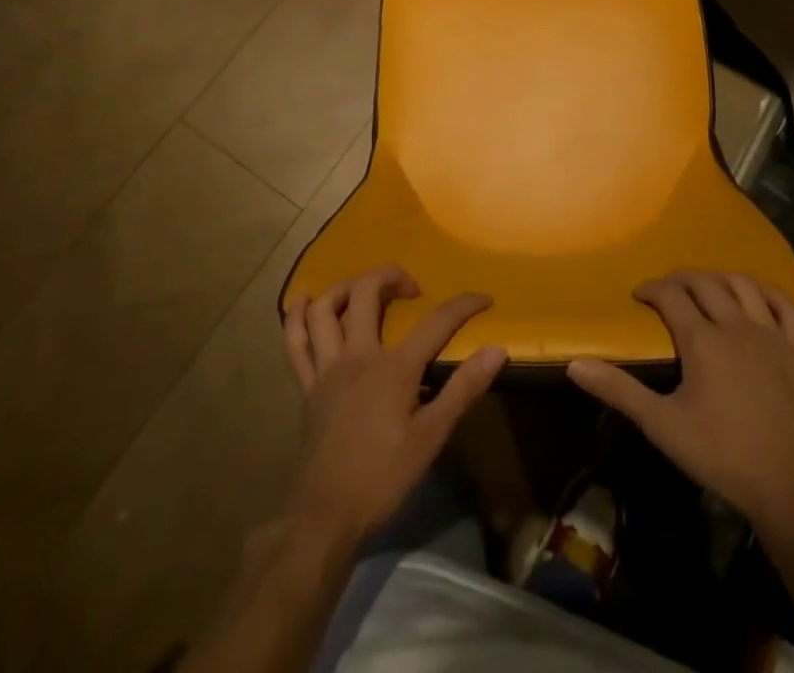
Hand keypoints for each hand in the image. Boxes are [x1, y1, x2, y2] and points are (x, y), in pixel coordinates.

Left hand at [283, 266, 506, 544]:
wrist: (326, 516)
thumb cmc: (383, 477)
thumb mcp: (432, 437)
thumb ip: (464, 389)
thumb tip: (498, 350)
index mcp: (393, 368)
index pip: (436, 322)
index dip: (464, 305)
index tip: (484, 298)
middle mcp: (357, 355)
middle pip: (368, 292)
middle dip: (392, 276)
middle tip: (412, 289)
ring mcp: (326, 368)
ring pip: (326, 308)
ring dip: (346, 287)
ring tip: (366, 290)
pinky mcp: (306, 386)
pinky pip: (295, 342)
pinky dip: (298, 316)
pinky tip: (308, 300)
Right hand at [568, 271, 793, 534]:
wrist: (790, 489)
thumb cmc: (721, 456)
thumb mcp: (662, 426)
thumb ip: (619, 391)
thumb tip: (576, 364)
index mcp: (702, 340)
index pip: (671, 297)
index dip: (652, 289)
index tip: (639, 295)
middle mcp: (737, 325)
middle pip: (706, 284)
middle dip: (682, 279)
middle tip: (668, 288)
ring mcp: (773, 334)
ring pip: (744, 286)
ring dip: (721, 279)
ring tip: (708, 286)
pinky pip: (786, 306)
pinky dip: (768, 292)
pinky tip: (758, 295)